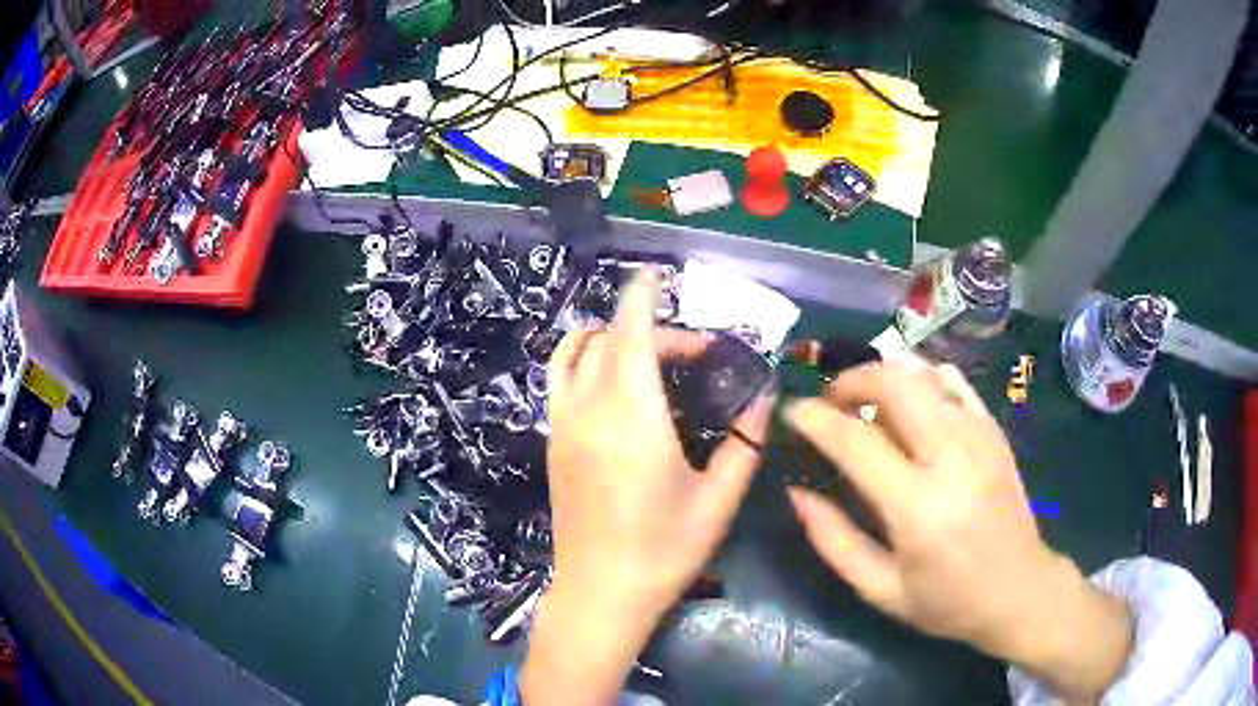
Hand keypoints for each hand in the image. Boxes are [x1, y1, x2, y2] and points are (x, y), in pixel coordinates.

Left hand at [522, 269, 772, 704]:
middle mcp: (589, 409)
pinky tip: (615, 381)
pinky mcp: (553, 442)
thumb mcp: (718, 498)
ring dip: (607, 336)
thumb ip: (745, 441)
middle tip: (695, 353)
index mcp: (633, 417)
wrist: (600, 594)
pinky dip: (583, 359)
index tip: (659, 275)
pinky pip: (560, 380)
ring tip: (647, 349)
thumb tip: (766, 395)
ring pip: (573, 353)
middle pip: (611, 339)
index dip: (642, 296)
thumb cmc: (664, 551)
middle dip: (651, 328)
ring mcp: (562, 424)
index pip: (631, 332)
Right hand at [784, 363, 1131, 702]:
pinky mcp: (994, 429)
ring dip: (884, 377)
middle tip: (831, 404)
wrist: (1019, 589)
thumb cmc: (946, 601)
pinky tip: (910, 404)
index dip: (815, 418)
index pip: (855, 440)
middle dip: (850, 381)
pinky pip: (951, 380)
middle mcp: (951, 457)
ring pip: (922, 372)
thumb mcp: (880, 589)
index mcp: (918, 507)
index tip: (793, 412)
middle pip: (892, 384)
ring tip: (866, 405)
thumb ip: (834, 541)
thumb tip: (798, 492)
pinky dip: (920, 379)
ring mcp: (978, 435)